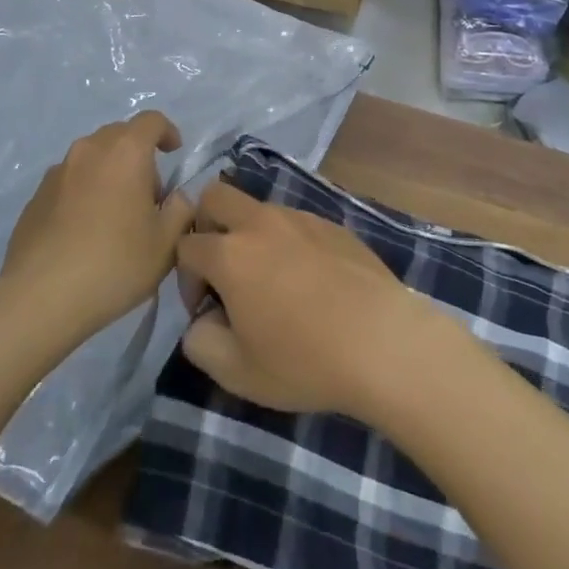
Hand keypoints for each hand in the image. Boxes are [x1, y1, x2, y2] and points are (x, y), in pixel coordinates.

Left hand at [2, 112, 195, 335]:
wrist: (41, 297)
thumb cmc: (115, 263)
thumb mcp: (166, 243)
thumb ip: (181, 210)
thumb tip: (176, 197)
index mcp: (125, 152)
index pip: (151, 120)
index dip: (167, 132)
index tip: (174, 153)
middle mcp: (89, 150)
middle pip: (119, 136)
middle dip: (138, 155)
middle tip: (148, 194)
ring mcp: (57, 172)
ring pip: (91, 158)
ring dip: (108, 173)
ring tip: (115, 214)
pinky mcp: (35, 197)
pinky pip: (69, 182)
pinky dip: (83, 193)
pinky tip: (84, 231)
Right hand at [175, 181, 437, 420]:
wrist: (383, 342)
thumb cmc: (304, 360)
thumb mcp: (237, 372)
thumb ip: (200, 342)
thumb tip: (202, 320)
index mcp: (230, 254)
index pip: (186, 246)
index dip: (185, 278)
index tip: (206, 309)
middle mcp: (261, 223)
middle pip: (215, 196)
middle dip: (206, 225)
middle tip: (223, 270)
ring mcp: (300, 218)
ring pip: (258, 207)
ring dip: (250, 234)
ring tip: (271, 281)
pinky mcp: (333, 224)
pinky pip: (296, 222)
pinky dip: (288, 242)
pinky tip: (310, 282)